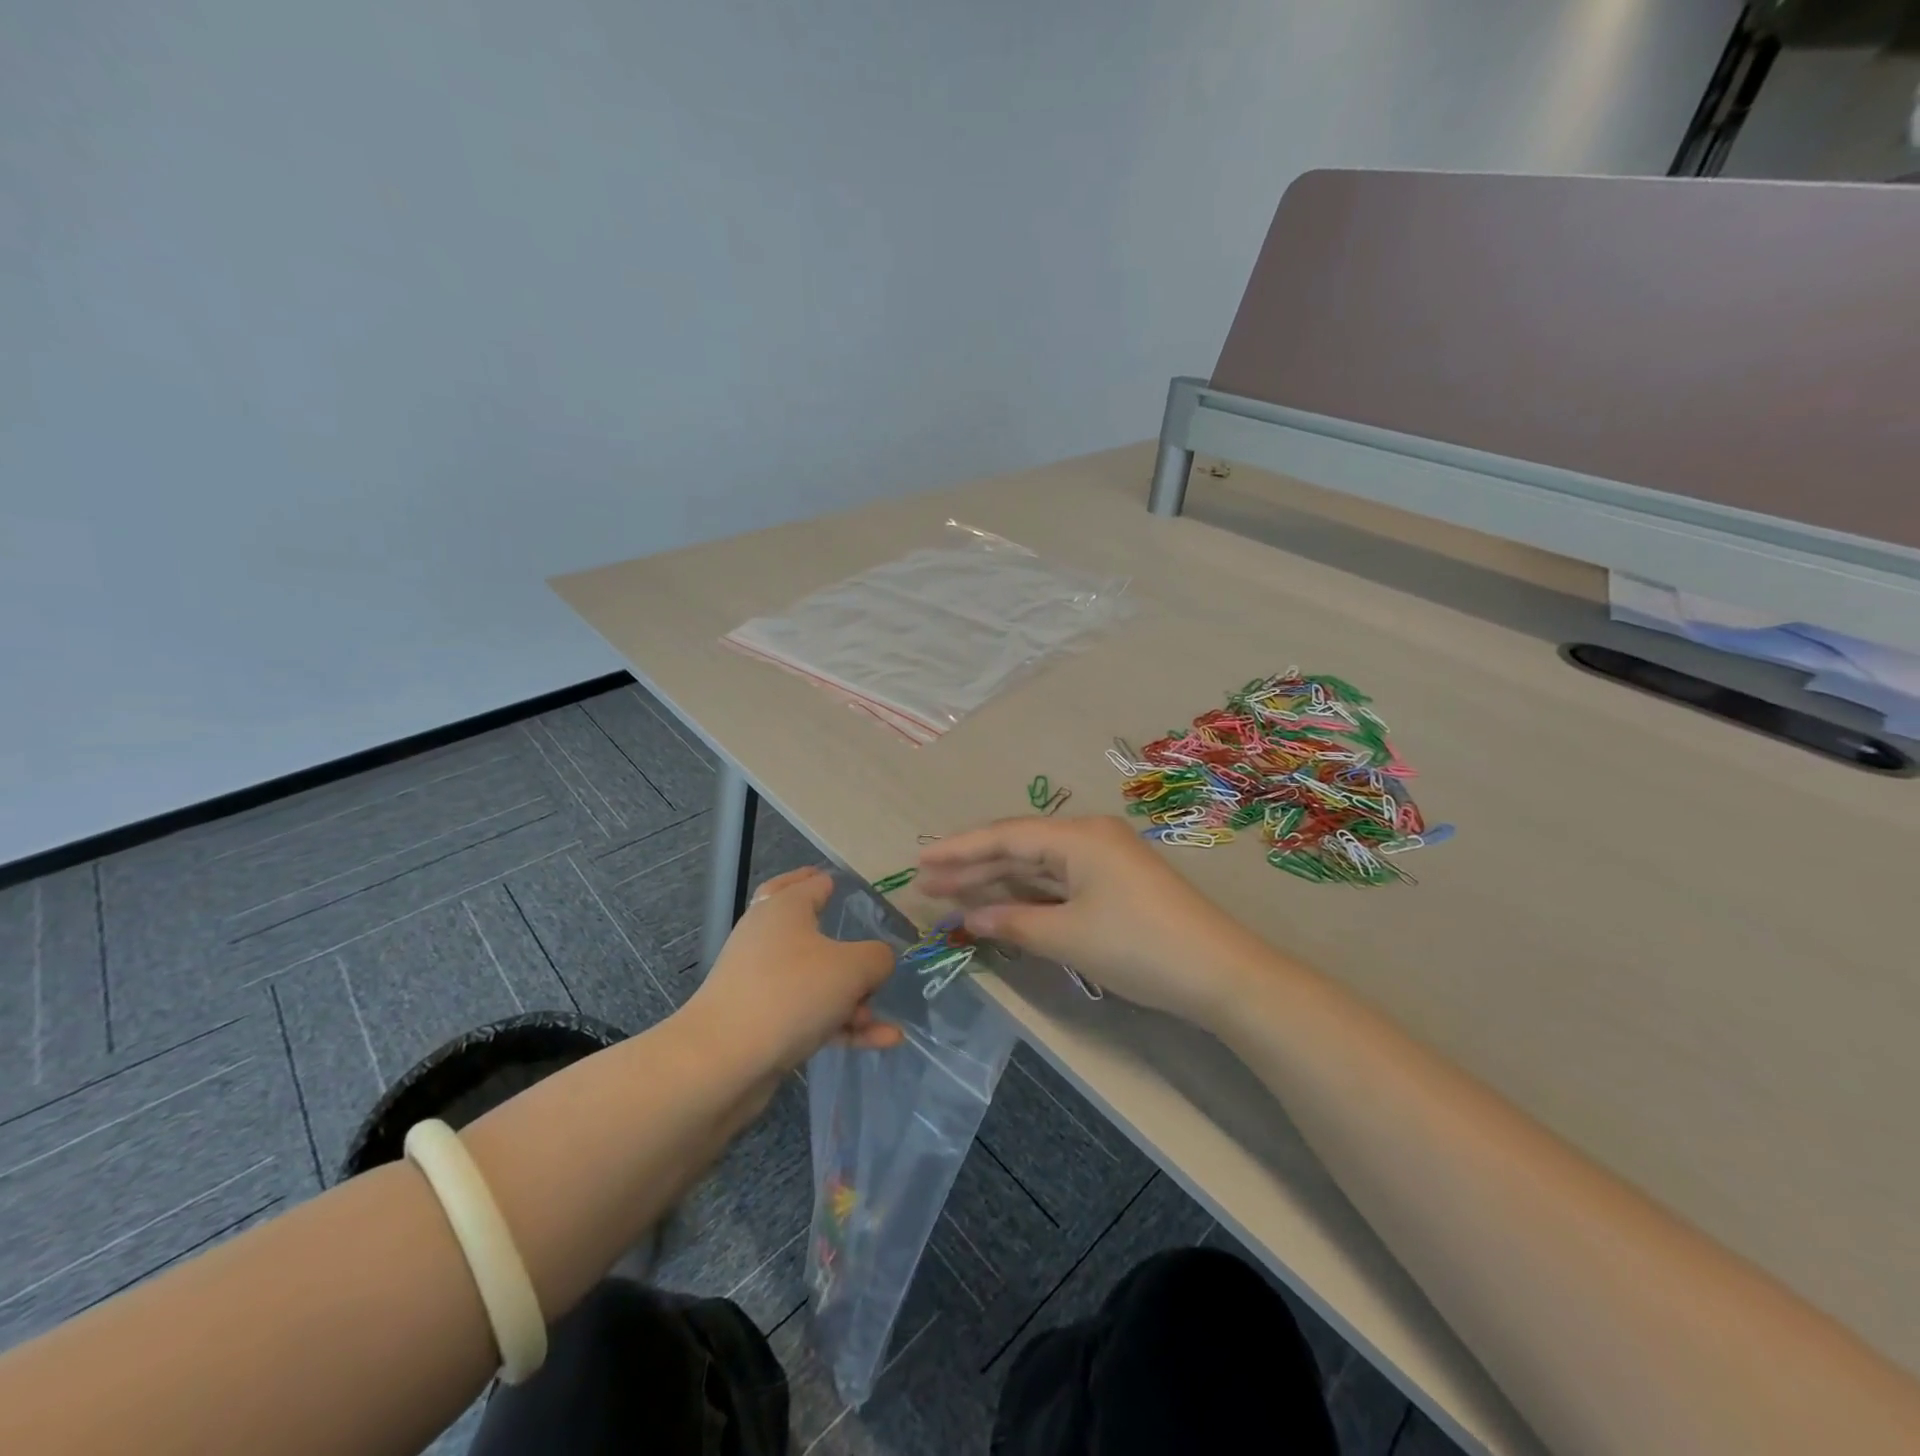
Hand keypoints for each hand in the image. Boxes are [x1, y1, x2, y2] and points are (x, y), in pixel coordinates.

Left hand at [686, 866, 900, 1076]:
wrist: (722, 1062)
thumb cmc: (790, 993)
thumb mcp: (852, 968)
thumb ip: (878, 958)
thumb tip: (878, 962)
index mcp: (784, 908)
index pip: (812, 882)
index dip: (833, 882)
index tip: (856, 889)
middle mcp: (769, 938)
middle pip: (807, 927)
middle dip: (841, 937)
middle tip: (861, 932)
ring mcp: (762, 982)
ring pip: (816, 979)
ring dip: (852, 997)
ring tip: (883, 1018)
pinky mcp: (762, 1021)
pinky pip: (812, 1015)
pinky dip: (844, 1025)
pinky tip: (884, 1040)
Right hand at [916, 816, 1269, 1028]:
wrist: (1219, 974)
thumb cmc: (1139, 947)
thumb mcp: (1068, 937)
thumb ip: (1013, 922)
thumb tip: (968, 917)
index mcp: (1078, 837)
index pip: (1005, 837)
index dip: (959, 850)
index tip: (919, 862)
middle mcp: (1088, 838)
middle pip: (1018, 848)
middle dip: (972, 867)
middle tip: (925, 883)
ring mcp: (1103, 861)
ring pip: (1037, 867)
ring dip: (996, 882)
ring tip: (950, 894)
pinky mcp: (1113, 885)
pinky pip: (1058, 883)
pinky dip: (1027, 896)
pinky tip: (999, 906)